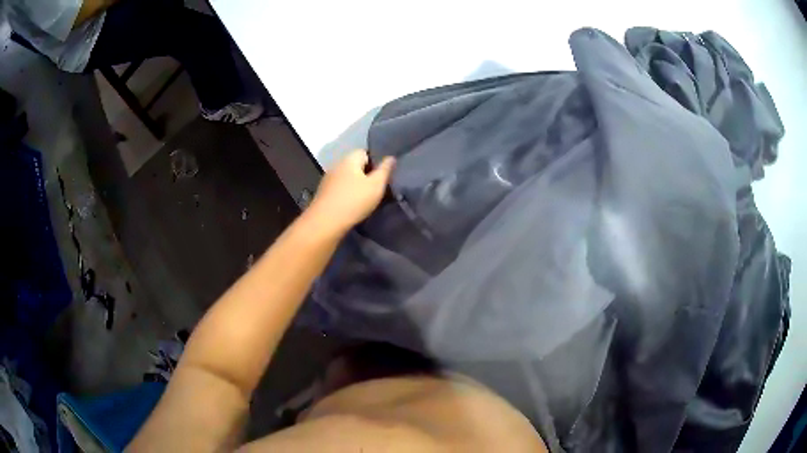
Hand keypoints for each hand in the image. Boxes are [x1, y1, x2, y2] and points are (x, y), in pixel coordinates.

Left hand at [307, 149, 394, 234]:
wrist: (325, 223)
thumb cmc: (354, 201)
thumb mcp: (376, 185)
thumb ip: (385, 170)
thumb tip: (391, 157)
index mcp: (349, 159)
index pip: (364, 152)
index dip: (375, 162)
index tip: (382, 176)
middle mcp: (336, 165)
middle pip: (355, 165)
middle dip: (366, 174)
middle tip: (376, 188)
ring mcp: (328, 180)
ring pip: (346, 178)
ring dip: (355, 185)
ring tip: (365, 199)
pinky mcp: (323, 193)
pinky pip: (339, 189)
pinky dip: (346, 194)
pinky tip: (351, 206)